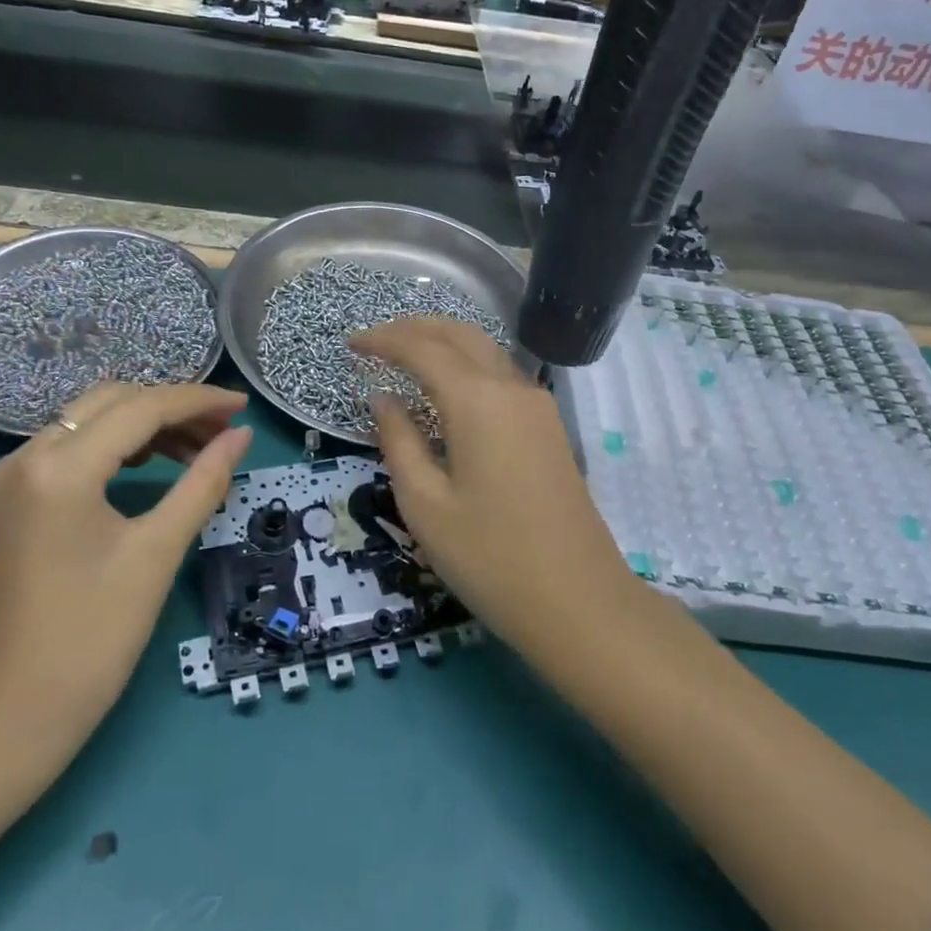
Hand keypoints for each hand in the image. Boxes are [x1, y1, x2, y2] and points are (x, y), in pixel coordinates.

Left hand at [0, 383, 251, 757]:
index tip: (244, 406)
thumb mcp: (157, 552)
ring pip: (90, 421)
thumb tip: (241, 436)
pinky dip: (116, 446)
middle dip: (173, 408)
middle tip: (224, 431)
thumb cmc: (91, 638)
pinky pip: (71, 448)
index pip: (142, 408)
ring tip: (198, 449)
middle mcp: (26, 456)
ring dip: (146, 425)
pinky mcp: (10, 499)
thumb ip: (203, 483)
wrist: (6, 718)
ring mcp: (11, 477)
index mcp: (60, 468)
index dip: (199, 401)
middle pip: (113, 402)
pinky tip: (151, 464)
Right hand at [349, 320, 643, 657]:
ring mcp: (538, 405)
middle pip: (459, 334)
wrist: (579, 601)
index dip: (384, 341)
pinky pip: (501, 375)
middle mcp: (511, 387)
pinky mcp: (549, 426)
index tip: (351, 344)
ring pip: (485, 350)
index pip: (422, 348)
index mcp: (477, 399)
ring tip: (406, 355)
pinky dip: (467, 365)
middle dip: (414, 328)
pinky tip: (448, 388)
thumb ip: (398, 441)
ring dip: (444, 342)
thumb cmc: (490, 557)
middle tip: (376, 341)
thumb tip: (382, 398)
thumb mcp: (425, 504)